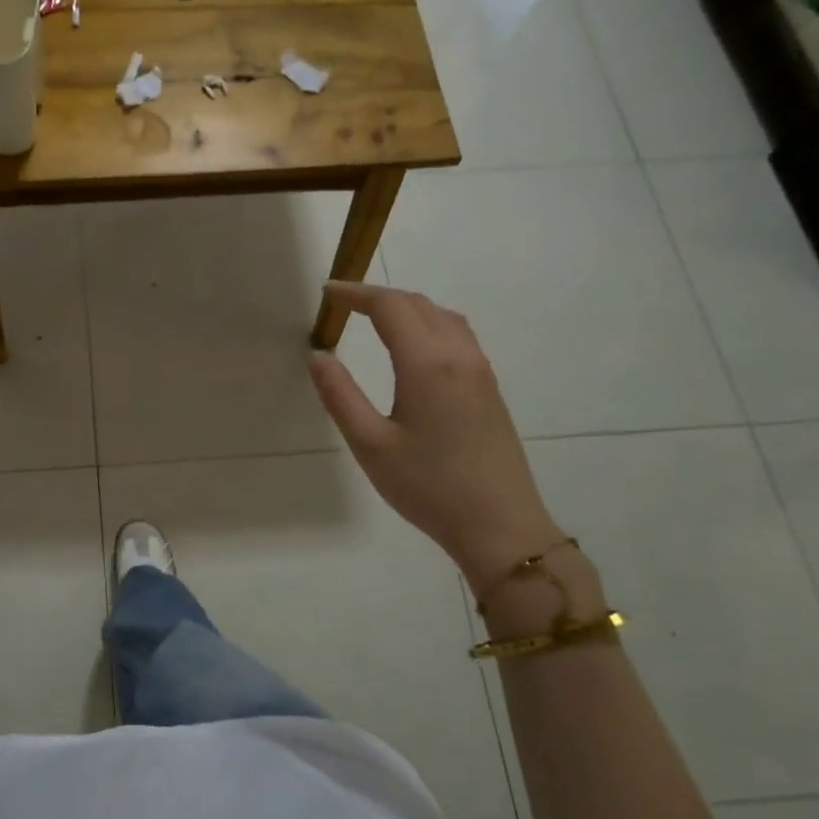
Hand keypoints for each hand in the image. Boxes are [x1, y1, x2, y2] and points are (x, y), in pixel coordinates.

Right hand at [308, 282, 560, 596]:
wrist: (500, 525)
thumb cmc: (428, 486)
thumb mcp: (370, 444)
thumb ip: (340, 396)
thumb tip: (318, 356)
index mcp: (427, 364)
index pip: (390, 307)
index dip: (356, 294)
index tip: (327, 293)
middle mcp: (459, 356)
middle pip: (419, 305)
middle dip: (380, 296)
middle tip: (344, 303)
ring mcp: (480, 372)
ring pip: (444, 317)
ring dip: (408, 307)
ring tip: (376, 318)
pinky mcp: (489, 390)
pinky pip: (458, 336)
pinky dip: (429, 324)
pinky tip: (414, 347)